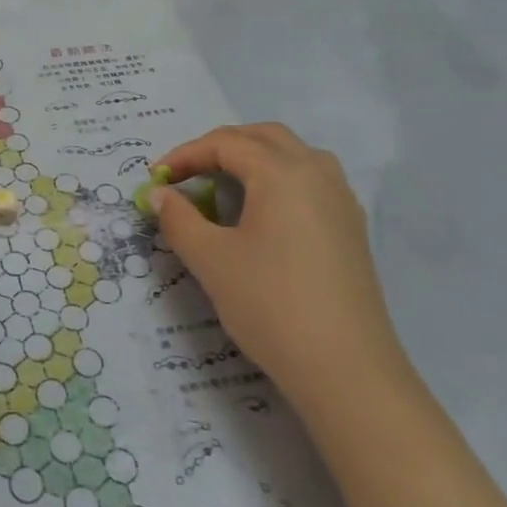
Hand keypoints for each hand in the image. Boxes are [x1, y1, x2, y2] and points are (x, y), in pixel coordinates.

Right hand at [152, 124, 413, 425]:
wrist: (346, 369)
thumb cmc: (270, 304)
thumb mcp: (211, 260)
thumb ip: (179, 219)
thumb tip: (160, 194)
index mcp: (282, 173)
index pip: (226, 143)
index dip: (185, 155)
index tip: (155, 179)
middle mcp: (317, 173)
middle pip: (264, 137)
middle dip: (220, 147)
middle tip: (187, 174)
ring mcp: (341, 200)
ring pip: (292, 156)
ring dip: (252, 160)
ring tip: (222, 188)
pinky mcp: (351, 228)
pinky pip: (310, 182)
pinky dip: (277, 181)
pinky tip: (260, 216)